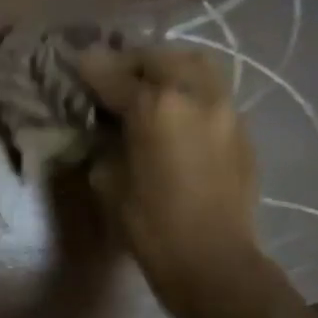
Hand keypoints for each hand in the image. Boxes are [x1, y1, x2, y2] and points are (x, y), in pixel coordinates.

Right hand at [76, 43, 260, 312]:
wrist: (212, 261)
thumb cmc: (149, 225)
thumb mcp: (108, 181)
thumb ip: (105, 142)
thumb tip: (106, 128)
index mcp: (155, 107)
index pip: (113, 74)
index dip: (90, 68)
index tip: (76, 64)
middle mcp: (194, 95)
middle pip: (160, 56)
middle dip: (132, 61)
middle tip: (115, 77)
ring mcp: (224, 109)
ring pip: (196, 64)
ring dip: (168, 67)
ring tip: (150, 86)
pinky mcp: (241, 129)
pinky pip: (212, 92)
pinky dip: (189, 91)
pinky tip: (176, 114)